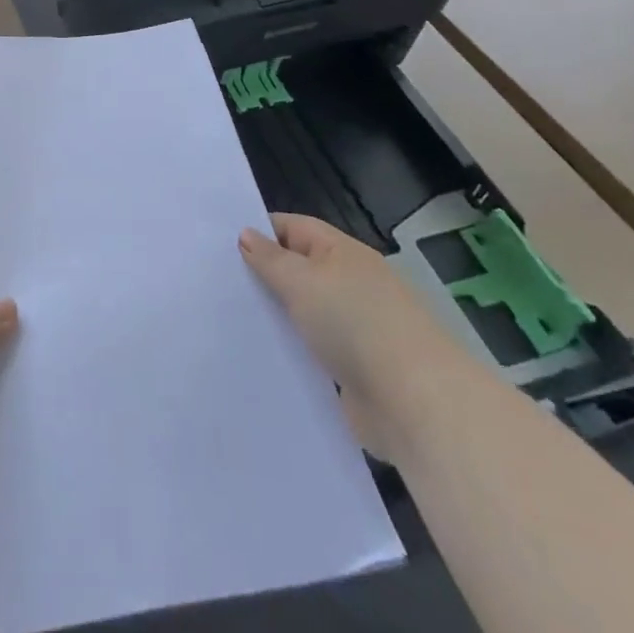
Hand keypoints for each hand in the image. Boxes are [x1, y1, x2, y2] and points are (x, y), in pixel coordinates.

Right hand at [241, 214, 477, 459]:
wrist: (416, 404)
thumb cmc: (355, 323)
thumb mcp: (302, 281)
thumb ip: (270, 258)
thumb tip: (246, 233)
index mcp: (342, 253)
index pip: (294, 228)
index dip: (260, 230)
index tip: (221, 242)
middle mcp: (350, 284)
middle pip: (299, 270)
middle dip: (264, 275)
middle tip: (218, 280)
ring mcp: (355, 329)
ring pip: (304, 313)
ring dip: (276, 317)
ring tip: (229, 318)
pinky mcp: (354, 370)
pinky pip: (313, 351)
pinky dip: (292, 351)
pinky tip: (261, 356)